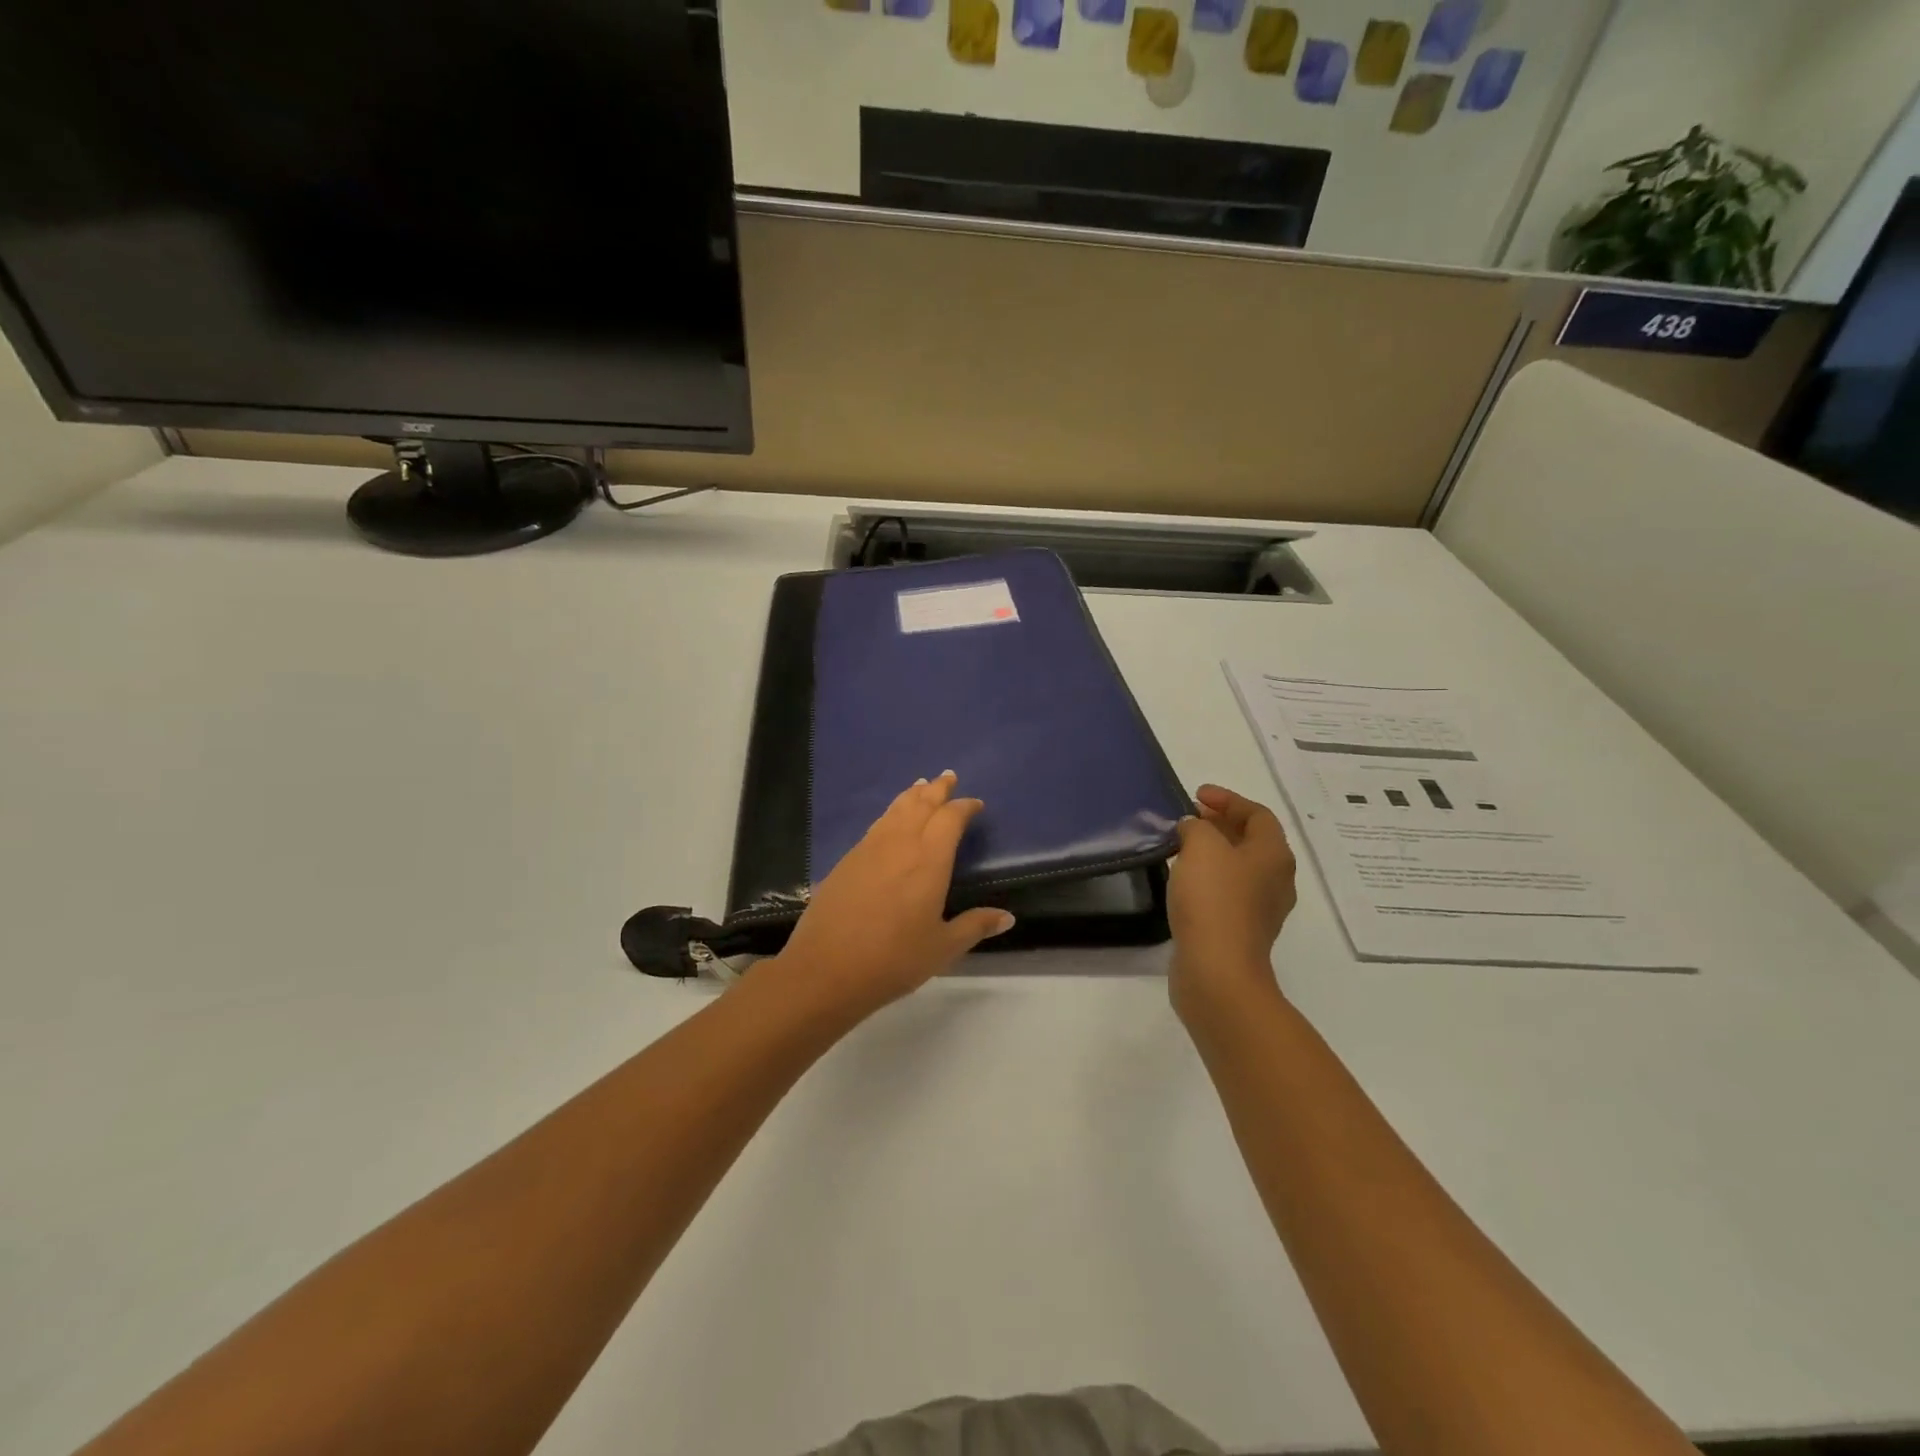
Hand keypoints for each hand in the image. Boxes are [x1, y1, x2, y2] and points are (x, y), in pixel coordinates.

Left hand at [773, 771, 1015, 1019]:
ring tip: (920, 785)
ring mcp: (869, 849)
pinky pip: (876, 825)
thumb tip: (1007, 917)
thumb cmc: (892, 960)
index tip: (975, 804)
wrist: (825, 969)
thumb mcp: (942, 948)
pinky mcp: (846, 861)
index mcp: (929, 860)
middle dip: (937, 789)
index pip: (950, 819)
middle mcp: (900, 844)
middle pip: (921, 804)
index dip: (964, 807)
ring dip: (911, 795)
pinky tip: (890, 821)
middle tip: (948, 776)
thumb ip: (974, 926)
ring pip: (895, 810)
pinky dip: (890, 813)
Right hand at [1168, 784, 1297, 1023]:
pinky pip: (1227, 892)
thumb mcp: (1201, 846)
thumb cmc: (1214, 900)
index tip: (1196, 795)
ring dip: (1213, 852)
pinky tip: (1183, 880)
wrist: (1217, 970)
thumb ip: (1196, 826)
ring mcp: (1260, 910)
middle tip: (1188, 818)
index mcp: (1274, 855)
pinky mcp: (1241, 932)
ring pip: (1238, 868)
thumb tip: (1193, 828)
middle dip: (1220, 824)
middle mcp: (1275, 880)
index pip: (1258, 814)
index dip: (1228, 799)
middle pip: (1251, 841)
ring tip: (1180, 846)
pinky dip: (1208, 878)